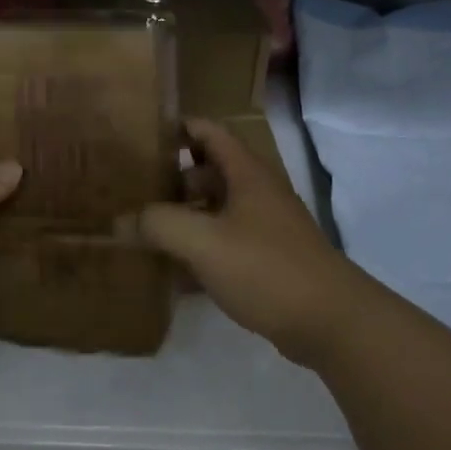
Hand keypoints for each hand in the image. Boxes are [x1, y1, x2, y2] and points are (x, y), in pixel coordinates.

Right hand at [139, 119, 366, 366]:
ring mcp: (264, 228)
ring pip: (215, 211)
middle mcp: (257, 193)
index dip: (178, 128)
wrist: (329, 321)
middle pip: (208, 173)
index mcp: (246, 174)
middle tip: (131, 191)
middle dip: (171, 180)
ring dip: (183, 218)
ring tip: (142, 231)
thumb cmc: (265, 268)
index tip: (140, 136)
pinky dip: (198, 252)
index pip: (210, 132)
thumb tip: (121, 220)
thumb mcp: (203, 242)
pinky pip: (224, 245)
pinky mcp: (266, 261)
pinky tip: (171, 273)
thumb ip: (158, 225)